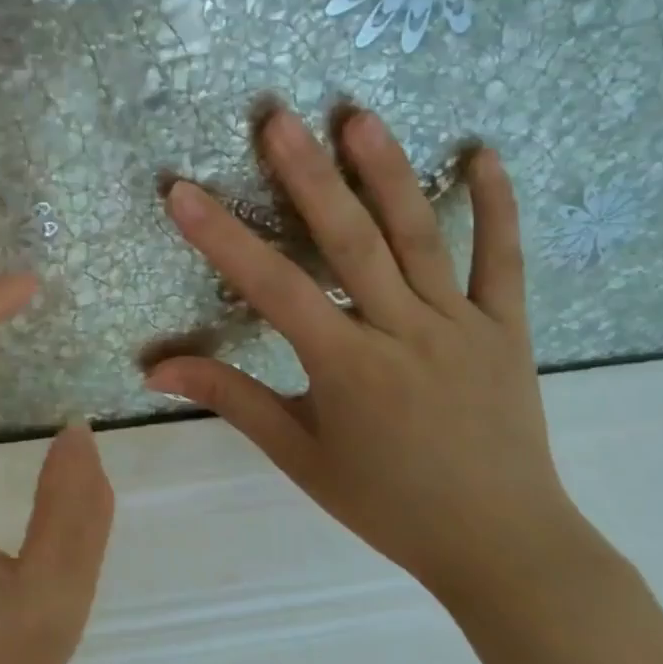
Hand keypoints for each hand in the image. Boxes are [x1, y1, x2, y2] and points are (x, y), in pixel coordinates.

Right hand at [143, 105, 584, 607]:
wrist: (505, 547)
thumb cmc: (387, 502)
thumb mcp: (298, 453)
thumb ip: (229, 398)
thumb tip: (154, 369)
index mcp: (348, 365)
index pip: (274, 288)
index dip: (222, 237)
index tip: (182, 191)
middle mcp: (404, 331)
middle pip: (350, 241)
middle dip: (308, 175)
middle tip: (278, 118)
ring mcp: (463, 324)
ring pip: (422, 236)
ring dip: (387, 173)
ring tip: (358, 116)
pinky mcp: (508, 328)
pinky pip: (503, 260)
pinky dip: (496, 206)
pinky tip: (482, 154)